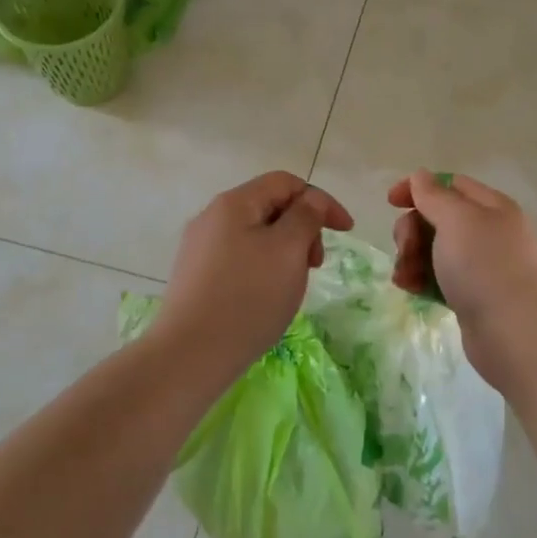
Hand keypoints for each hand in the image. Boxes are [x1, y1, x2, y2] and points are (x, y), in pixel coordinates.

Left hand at [153, 172, 353, 377]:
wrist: (191, 354)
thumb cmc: (248, 297)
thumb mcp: (288, 250)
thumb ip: (306, 216)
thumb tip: (310, 200)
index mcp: (234, 203)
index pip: (286, 183)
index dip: (320, 201)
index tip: (345, 231)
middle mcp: (212, 218)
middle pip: (270, 207)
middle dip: (302, 229)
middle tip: (315, 265)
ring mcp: (199, 248)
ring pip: (256, 236)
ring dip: (285, 251)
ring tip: (292, 285)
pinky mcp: (196, 276)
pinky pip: (240, 259)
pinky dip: (264, 268)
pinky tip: (266, 298)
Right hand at [389, 170, 536, 382]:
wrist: (517, 334)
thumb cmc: (485, 267)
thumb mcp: (456, 220)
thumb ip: (434, 196)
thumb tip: (420, 175)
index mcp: (491, 207)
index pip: (450, 184)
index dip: (418, 188)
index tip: (390, 203)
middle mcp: (490, 232)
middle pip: (438, 218)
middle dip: (412, 230)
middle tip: (405, 250)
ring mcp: (483, 267)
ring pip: (436, 251)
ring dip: (412, 258)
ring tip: (404, 278)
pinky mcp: (474, 297)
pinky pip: (441, 279)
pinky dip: (422, 280)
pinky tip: (411, 290)